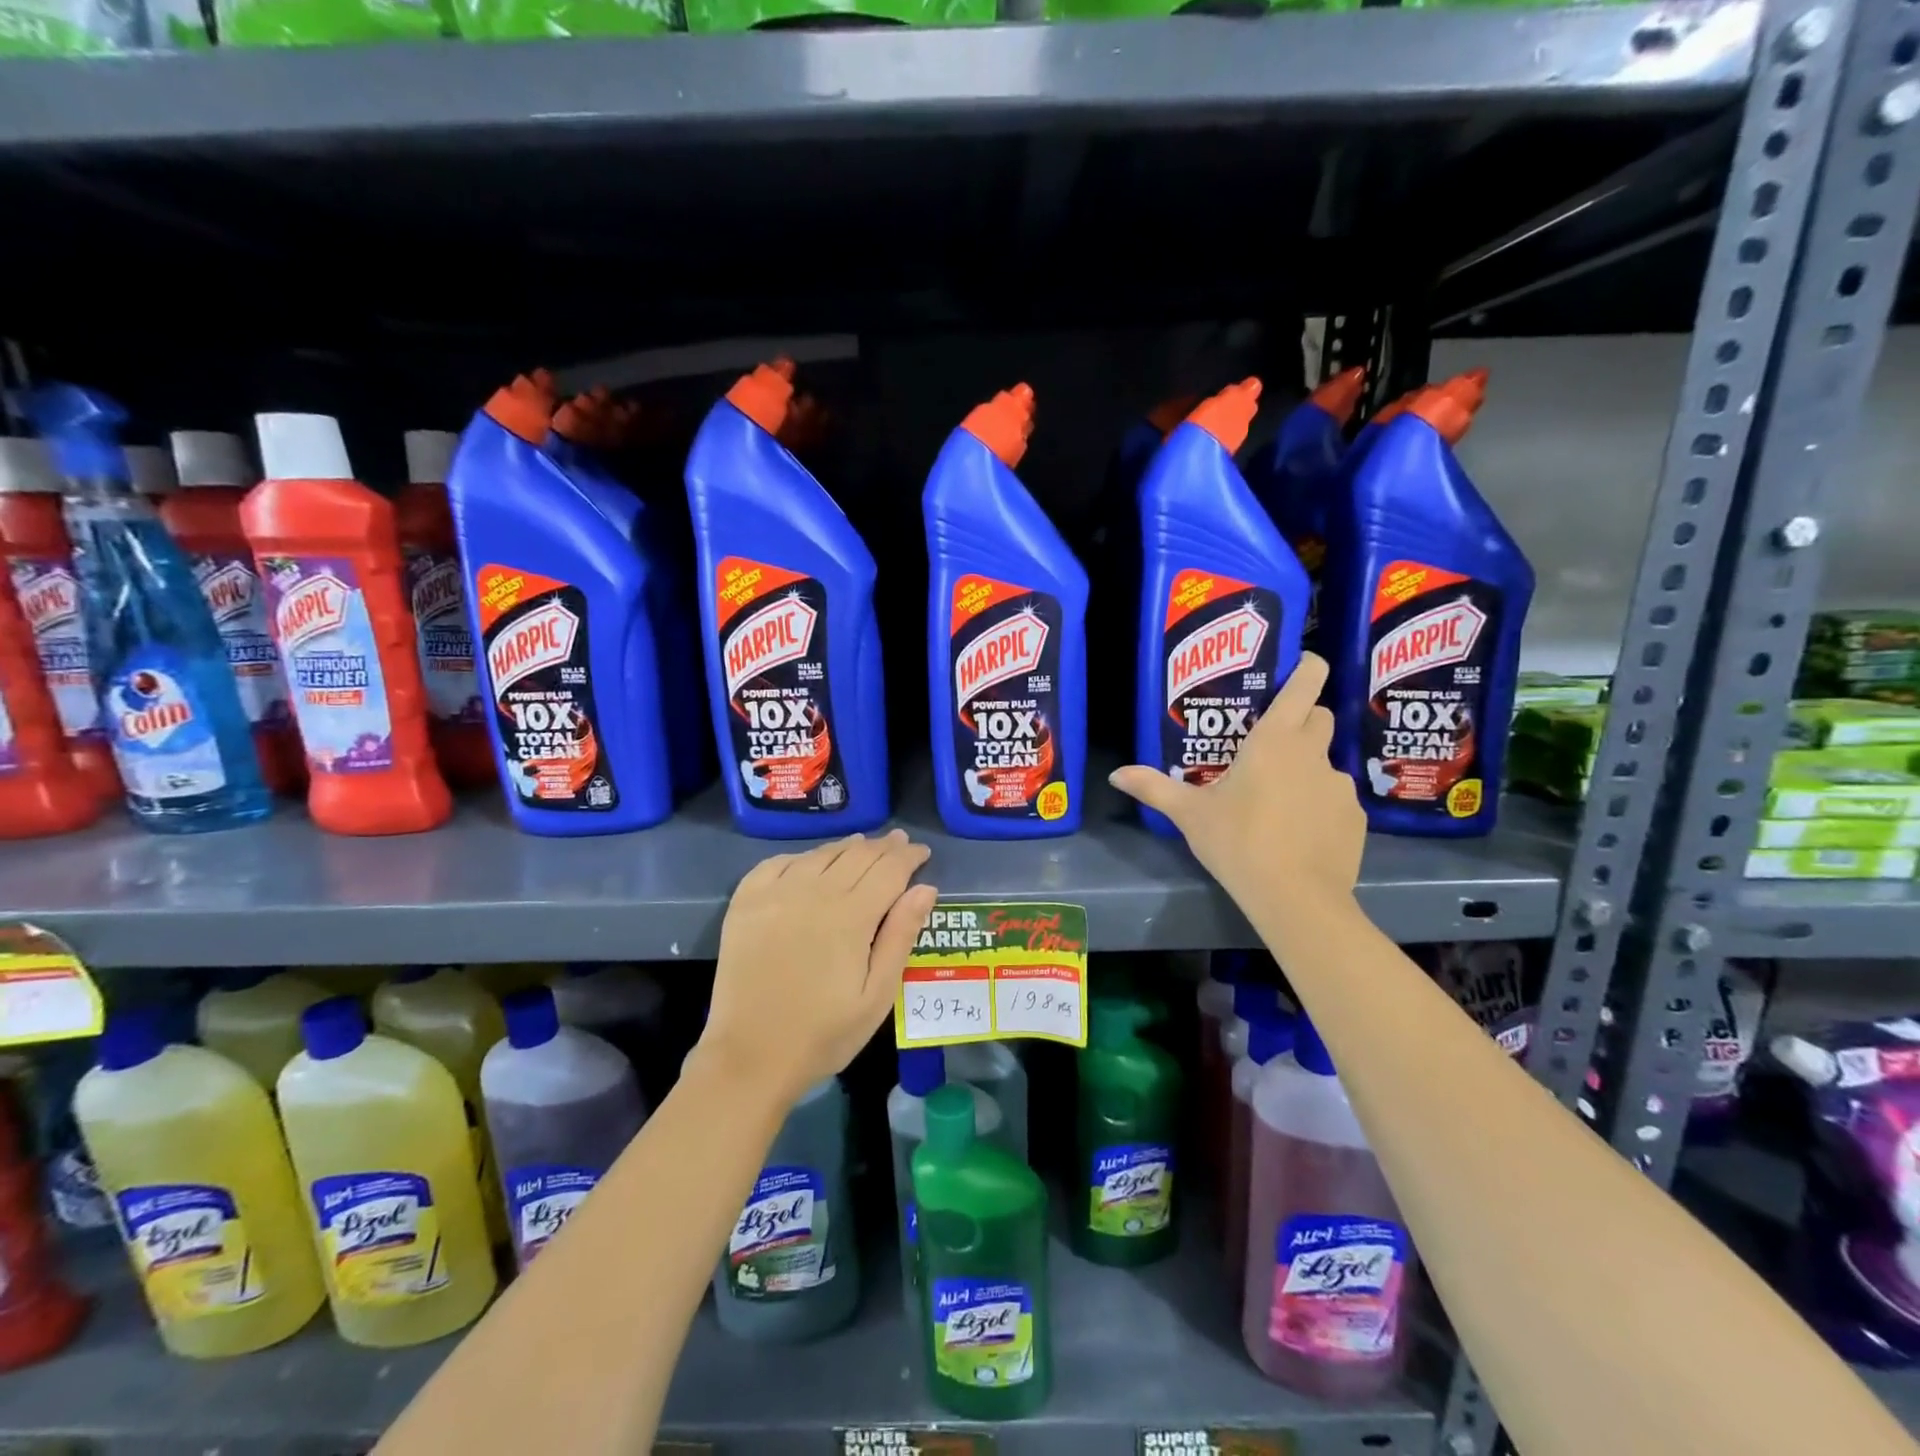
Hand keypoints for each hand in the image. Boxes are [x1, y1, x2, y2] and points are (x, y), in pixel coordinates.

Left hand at [699, 829, 937, 1107]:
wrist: (750, 1058)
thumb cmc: (824, 1034)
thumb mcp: (877, 995)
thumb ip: (901, 936)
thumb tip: (925, 888)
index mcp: (851, 916)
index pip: (889, 869)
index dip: (909, 857)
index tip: (922, 852)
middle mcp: (814, 892)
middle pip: (857, 855)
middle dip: (884, 847)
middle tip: (900, 842)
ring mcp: (775, 894)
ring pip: (821, 854)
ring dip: (847, 847)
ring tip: (864, 846)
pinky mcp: (746, 902)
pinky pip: (779, 863)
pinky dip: (803, 857)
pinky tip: (811, 863)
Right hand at [1110, 653, 1364, 912]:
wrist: (1296, 898)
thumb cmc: (1238, 841)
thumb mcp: (1189, 814)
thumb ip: (1153, 787)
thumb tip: (1115, 774)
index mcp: (1275, 740)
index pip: (1305, 684)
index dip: (1307, 667)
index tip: (1302, 664)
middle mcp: (1314, 753)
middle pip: (1320, 717)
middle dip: (1302, 719)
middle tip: (1271, 742)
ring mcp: (1340, 786)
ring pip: (1325, 763)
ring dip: (1306, 769)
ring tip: (1280, 800)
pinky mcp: (1355, 818)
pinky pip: (1335, 800)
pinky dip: (1320, 806)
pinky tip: (1299, 833)